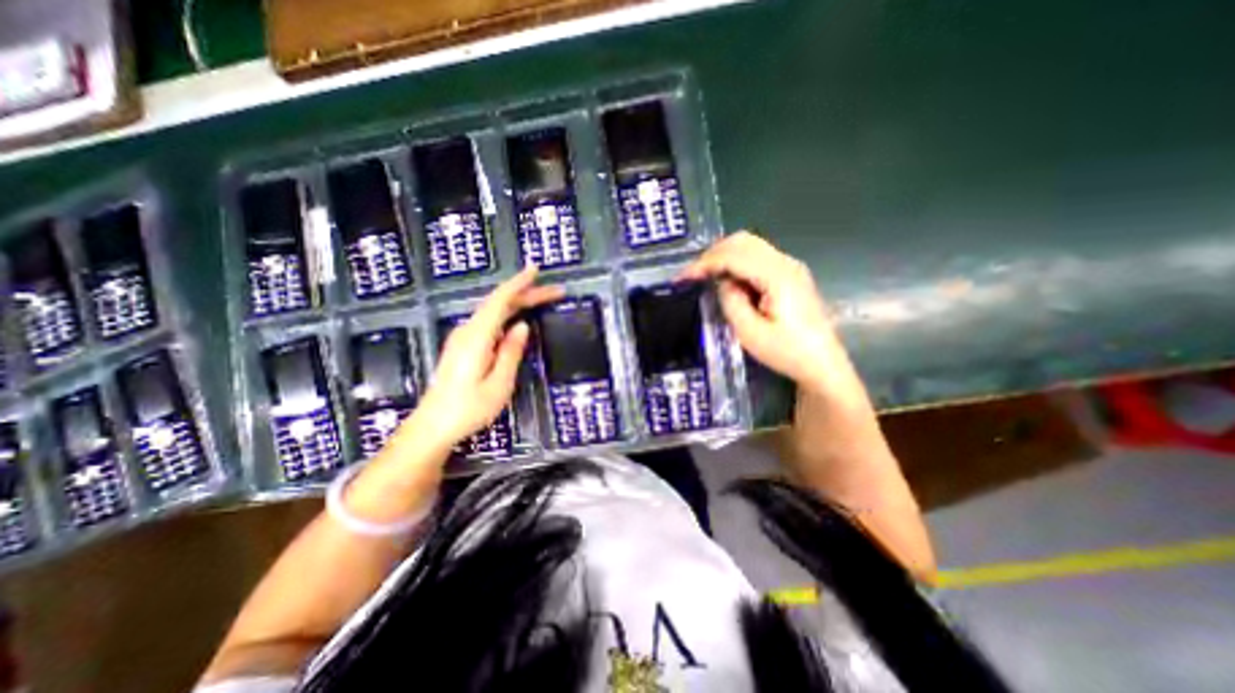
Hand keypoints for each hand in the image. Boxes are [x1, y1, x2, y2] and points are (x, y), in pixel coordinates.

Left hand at [409, 265, 562, 447]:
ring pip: (494, 312)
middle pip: (499, 304)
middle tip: (555, 292)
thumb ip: (510, 353)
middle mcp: (468, 331)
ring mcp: (463, 338)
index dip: (518, 283)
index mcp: (476, 338)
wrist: (433, 426)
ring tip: (541, 300)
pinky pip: (489, 322)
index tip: (536, 270)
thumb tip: (522, 326)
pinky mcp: (463, 346)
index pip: (499, 301)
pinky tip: (518, 317)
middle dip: (527, 294)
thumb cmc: (468, 409)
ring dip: (518, 303)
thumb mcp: (498, 384)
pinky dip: (508, 313)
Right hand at [680, 230, 856, 397]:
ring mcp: (791, 267)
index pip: (734, 255)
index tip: (683, 278)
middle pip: (743, 241)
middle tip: (693, 275)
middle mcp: (786, 263)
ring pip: (750, 245)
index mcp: (778, 276)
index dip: (705, 263)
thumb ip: (731, 301)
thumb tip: (723, 282)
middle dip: (712, 254)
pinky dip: (737, 262)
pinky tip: (727, 279)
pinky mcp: (791, 275)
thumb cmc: (787, 353)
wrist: (823, 365)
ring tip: (705, 276)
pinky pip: (758, 257)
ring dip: (724, 256)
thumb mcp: (750, 333)